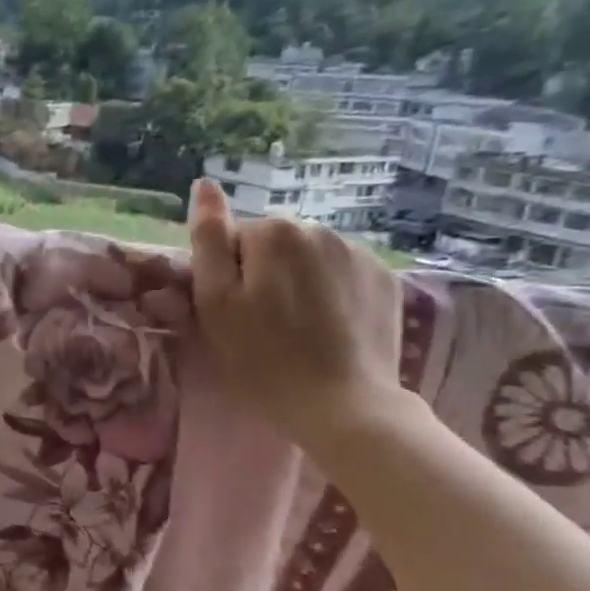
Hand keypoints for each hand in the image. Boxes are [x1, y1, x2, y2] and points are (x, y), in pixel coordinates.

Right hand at [187, 176, 404, 451]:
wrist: (342, 405)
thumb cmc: (260, 357)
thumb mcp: (215, 301)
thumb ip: (208, 240)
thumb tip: (204, 185)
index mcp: (273, 232)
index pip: (231, 239)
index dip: (225, 274)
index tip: (231, 311)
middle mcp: (319, 229)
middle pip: (272, 244)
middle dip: (262, 273)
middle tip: (259, 323)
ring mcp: (359, 252)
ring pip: (307, 257)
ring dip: (295, 281)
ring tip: (295, 327)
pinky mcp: (385, 279)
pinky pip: (340, 273)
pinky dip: (328, 292)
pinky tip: (327, 327)